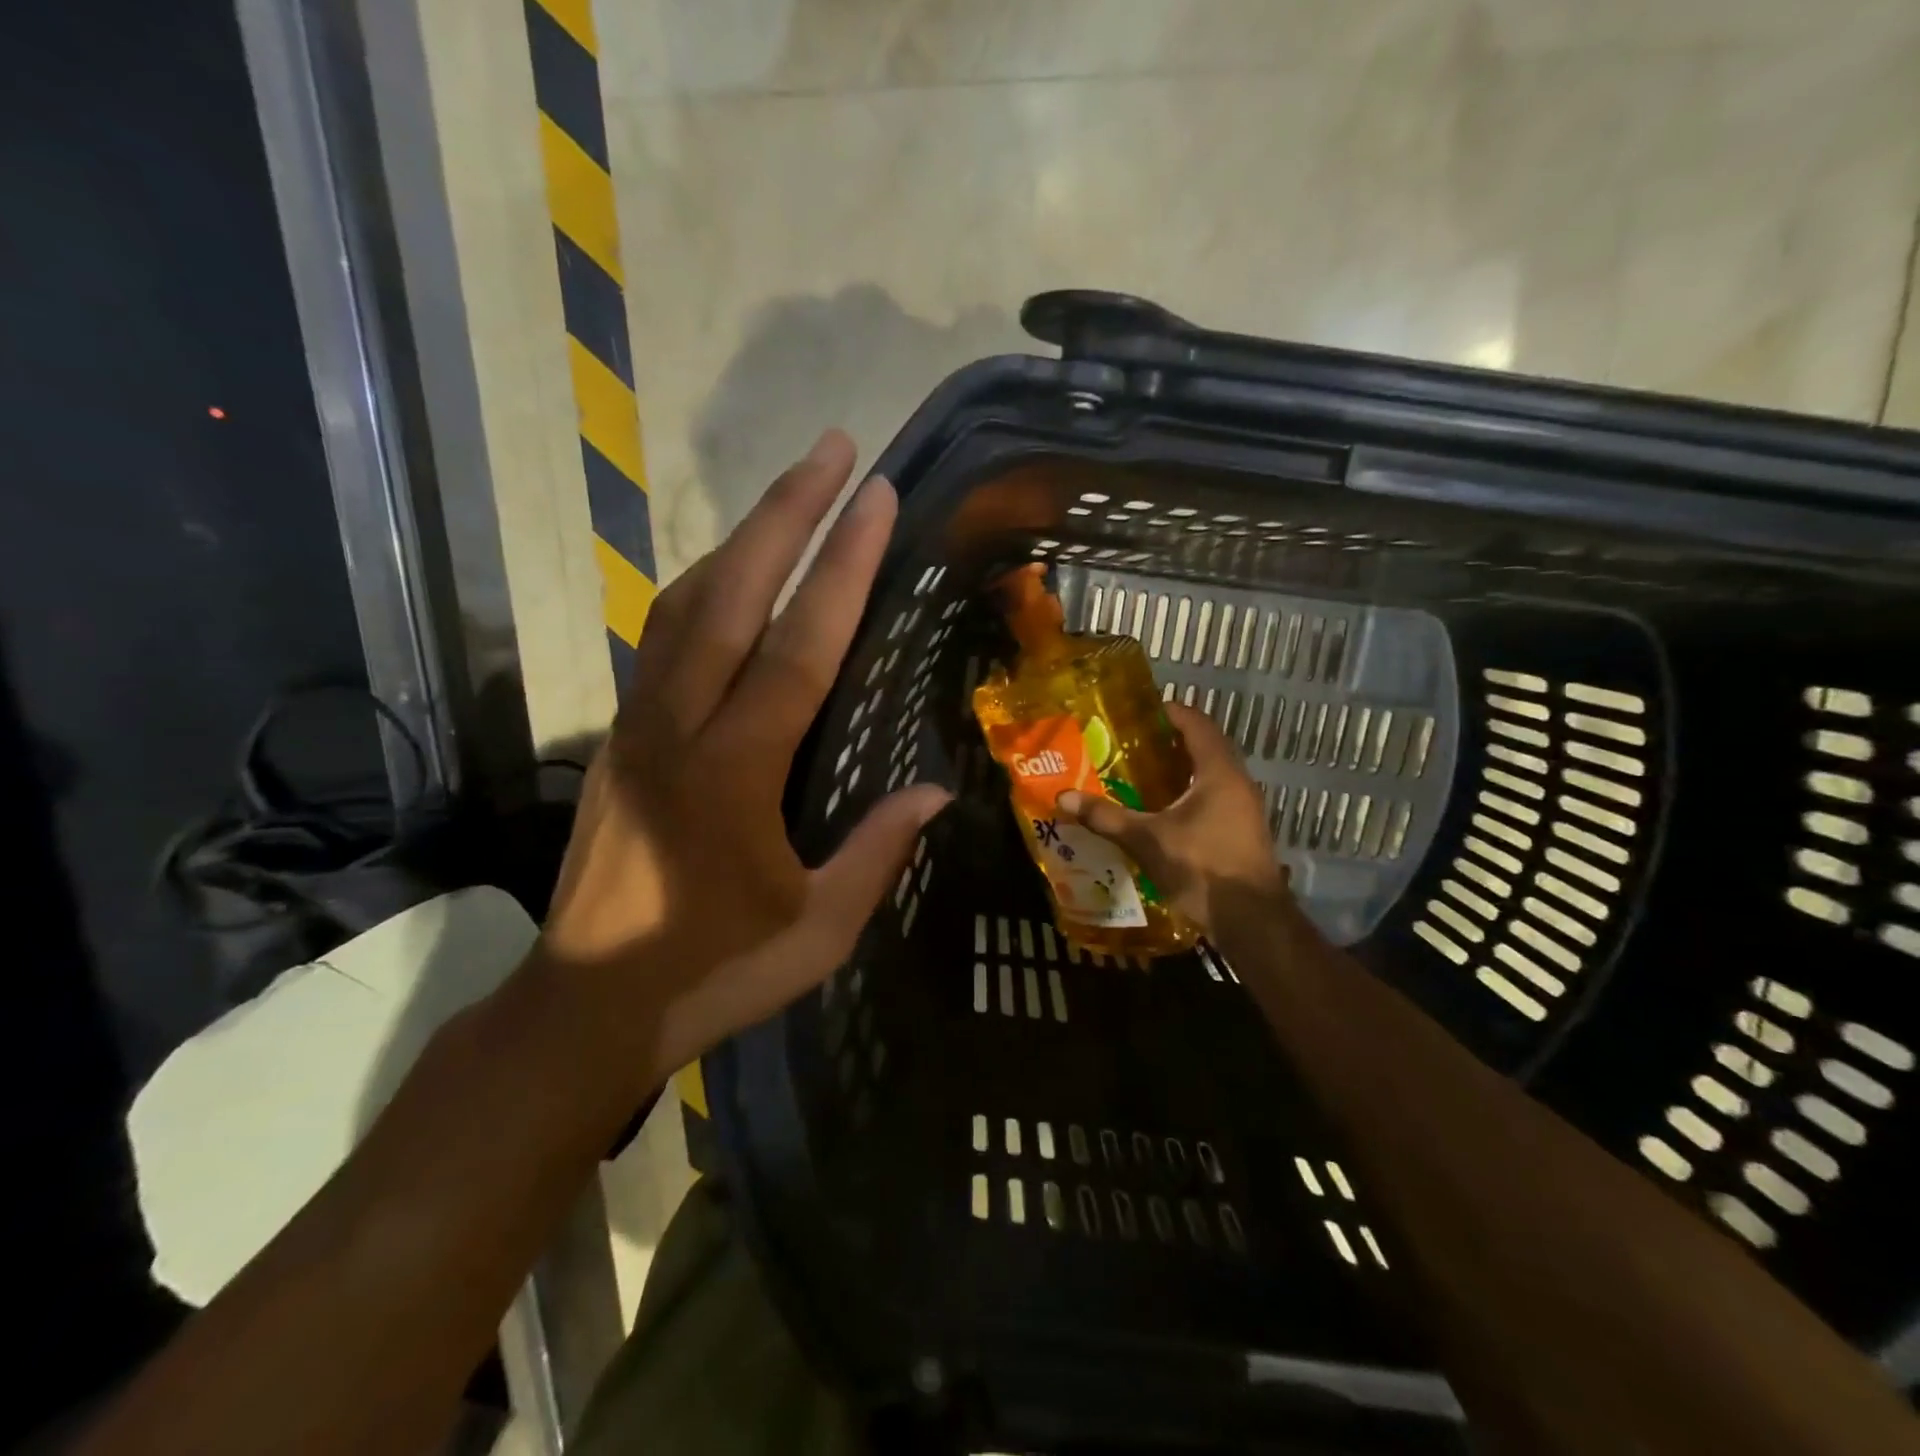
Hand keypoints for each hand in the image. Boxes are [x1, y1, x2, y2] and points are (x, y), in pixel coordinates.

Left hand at [539, 429, 950, 1092]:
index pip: (797, 647)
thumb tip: (934, 791)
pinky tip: (730, 576)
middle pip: (730, 595)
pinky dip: (703, 588)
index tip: (875, 499)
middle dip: (785, 513)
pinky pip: (662, 639)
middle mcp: (677, 728)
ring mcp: (638, 726)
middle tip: (833, 449)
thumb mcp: (818, 930)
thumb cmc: (712, 972)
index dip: (841, 568)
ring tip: (790, 494)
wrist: (585, 1006)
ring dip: (740, 540)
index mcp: (733, 774)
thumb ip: (876, 853)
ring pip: (685, 605)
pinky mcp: (620, 737)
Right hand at [1057, 701, 1285, 933]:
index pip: (1198, 724)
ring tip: (1144, 772)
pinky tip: (1165, 810)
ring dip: (1183, 769)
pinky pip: (1216, 796)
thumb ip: (1107, 817)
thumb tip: (1065, 797)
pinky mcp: (1244, 830)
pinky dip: (1191, 793)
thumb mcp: (1147, 840)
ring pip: (1213, 774)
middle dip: (1172, 741)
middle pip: (1207, 747)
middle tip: (1135, 742)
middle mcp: (1238, 782)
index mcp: (1219, 772)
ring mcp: (1245, 808)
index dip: (1172, 712)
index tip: (1142, 711)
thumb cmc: (1202, 867)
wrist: (1252, 920)